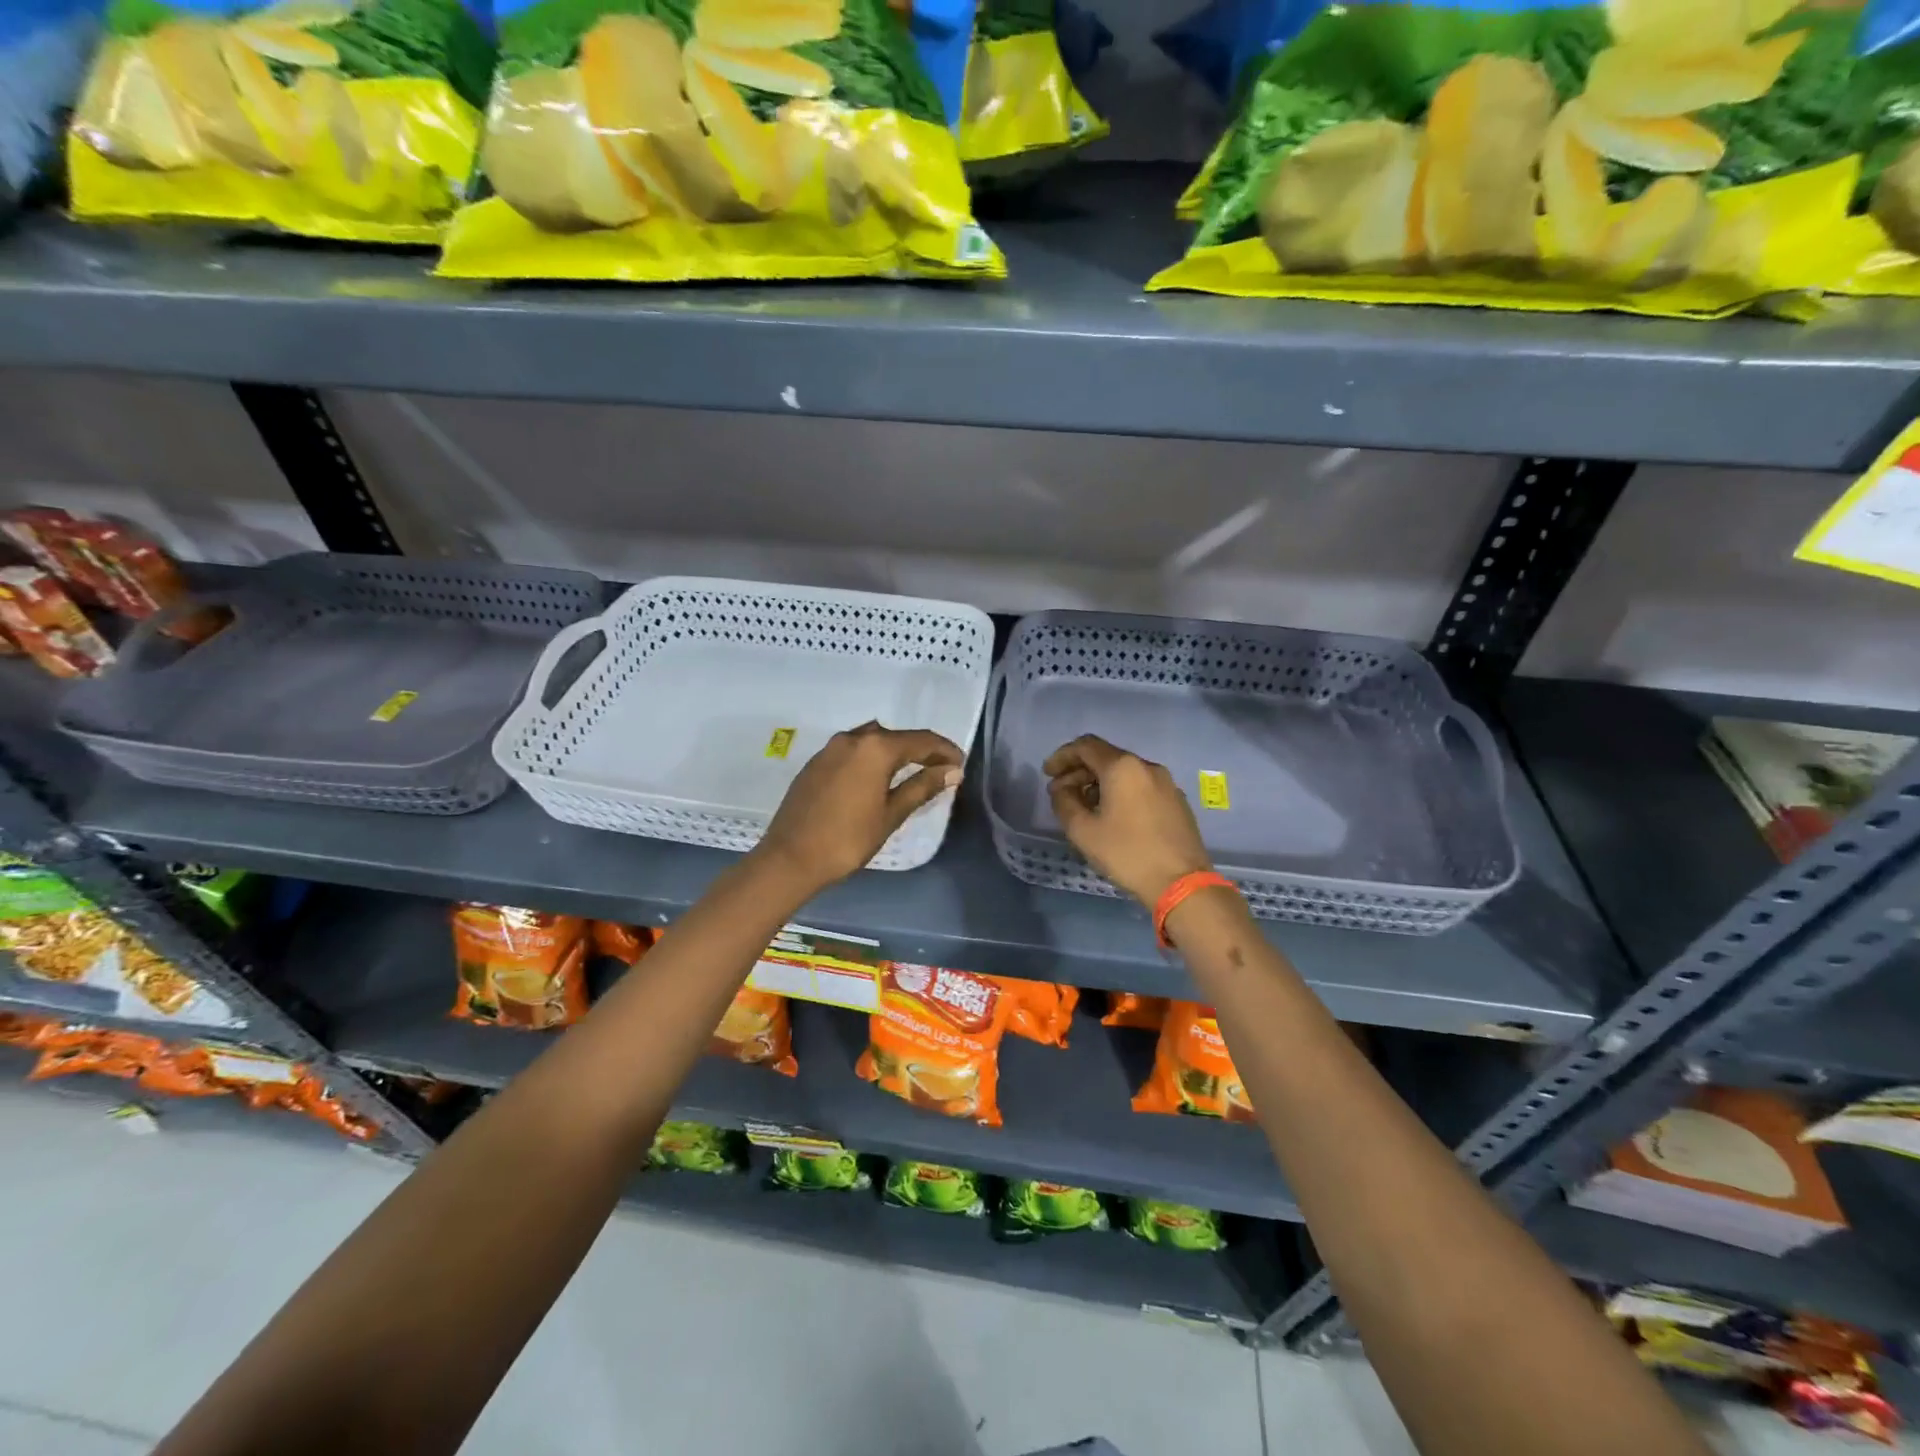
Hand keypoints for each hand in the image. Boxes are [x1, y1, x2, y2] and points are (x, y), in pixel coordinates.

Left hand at [751, 723, 964, 896]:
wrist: (789, 858)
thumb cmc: (847, 839)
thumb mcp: (891, 814)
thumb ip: (922, 787)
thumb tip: (951, 771)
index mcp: (875, 747)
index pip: (921, 740)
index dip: (944, 750)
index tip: (960, 764)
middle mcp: (852, 738)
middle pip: (895, 737)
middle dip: (920, 750)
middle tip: (940, 770)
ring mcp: (830, 748)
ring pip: (872, 741)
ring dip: (894, 752)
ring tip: (910, 773)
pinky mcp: (815, 763)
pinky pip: (852, 751)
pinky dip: (871, 759)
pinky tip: (876, 779)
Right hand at [1043, 735, 1213, 908]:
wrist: (1181, 883)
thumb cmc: (1127, 853)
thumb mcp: (1083, 831)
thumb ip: (1064, 802)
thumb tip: (1061, 789)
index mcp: (1122, 767)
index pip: (1085, 746)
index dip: (1062, 756)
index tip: (1047, 774)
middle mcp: (1146, 766)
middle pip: (1105, 757)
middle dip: (1079, 772)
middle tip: (1061, 794)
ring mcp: (1166, 783)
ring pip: (1124, 772)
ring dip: (1099, 783)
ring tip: (1084, 807)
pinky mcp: (1176, 801)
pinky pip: (1140, 786)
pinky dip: (1120, 792)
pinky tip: (1112, 816)